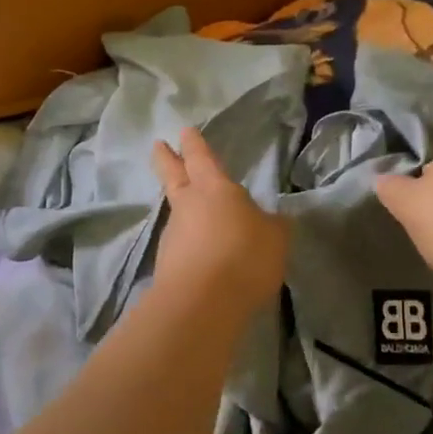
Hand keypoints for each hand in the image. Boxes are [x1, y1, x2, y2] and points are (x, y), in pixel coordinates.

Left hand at [150, 127, 289, 306]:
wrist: (202, 302)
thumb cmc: (244, 256)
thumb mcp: (275, 238)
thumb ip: (272, 226)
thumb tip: (269, 221)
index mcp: (215, 189)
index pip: (201, 158)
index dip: (194, 144)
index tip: (184, 131)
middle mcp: (188, 206)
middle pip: (173, 175)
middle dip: (167, 159)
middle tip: (157, 145)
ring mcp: (173, 235)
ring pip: (176, 212)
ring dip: (182, 208)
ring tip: (195, 213)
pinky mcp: (168, 264)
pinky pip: (181, 245)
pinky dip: (189, 243)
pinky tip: (202, 253)